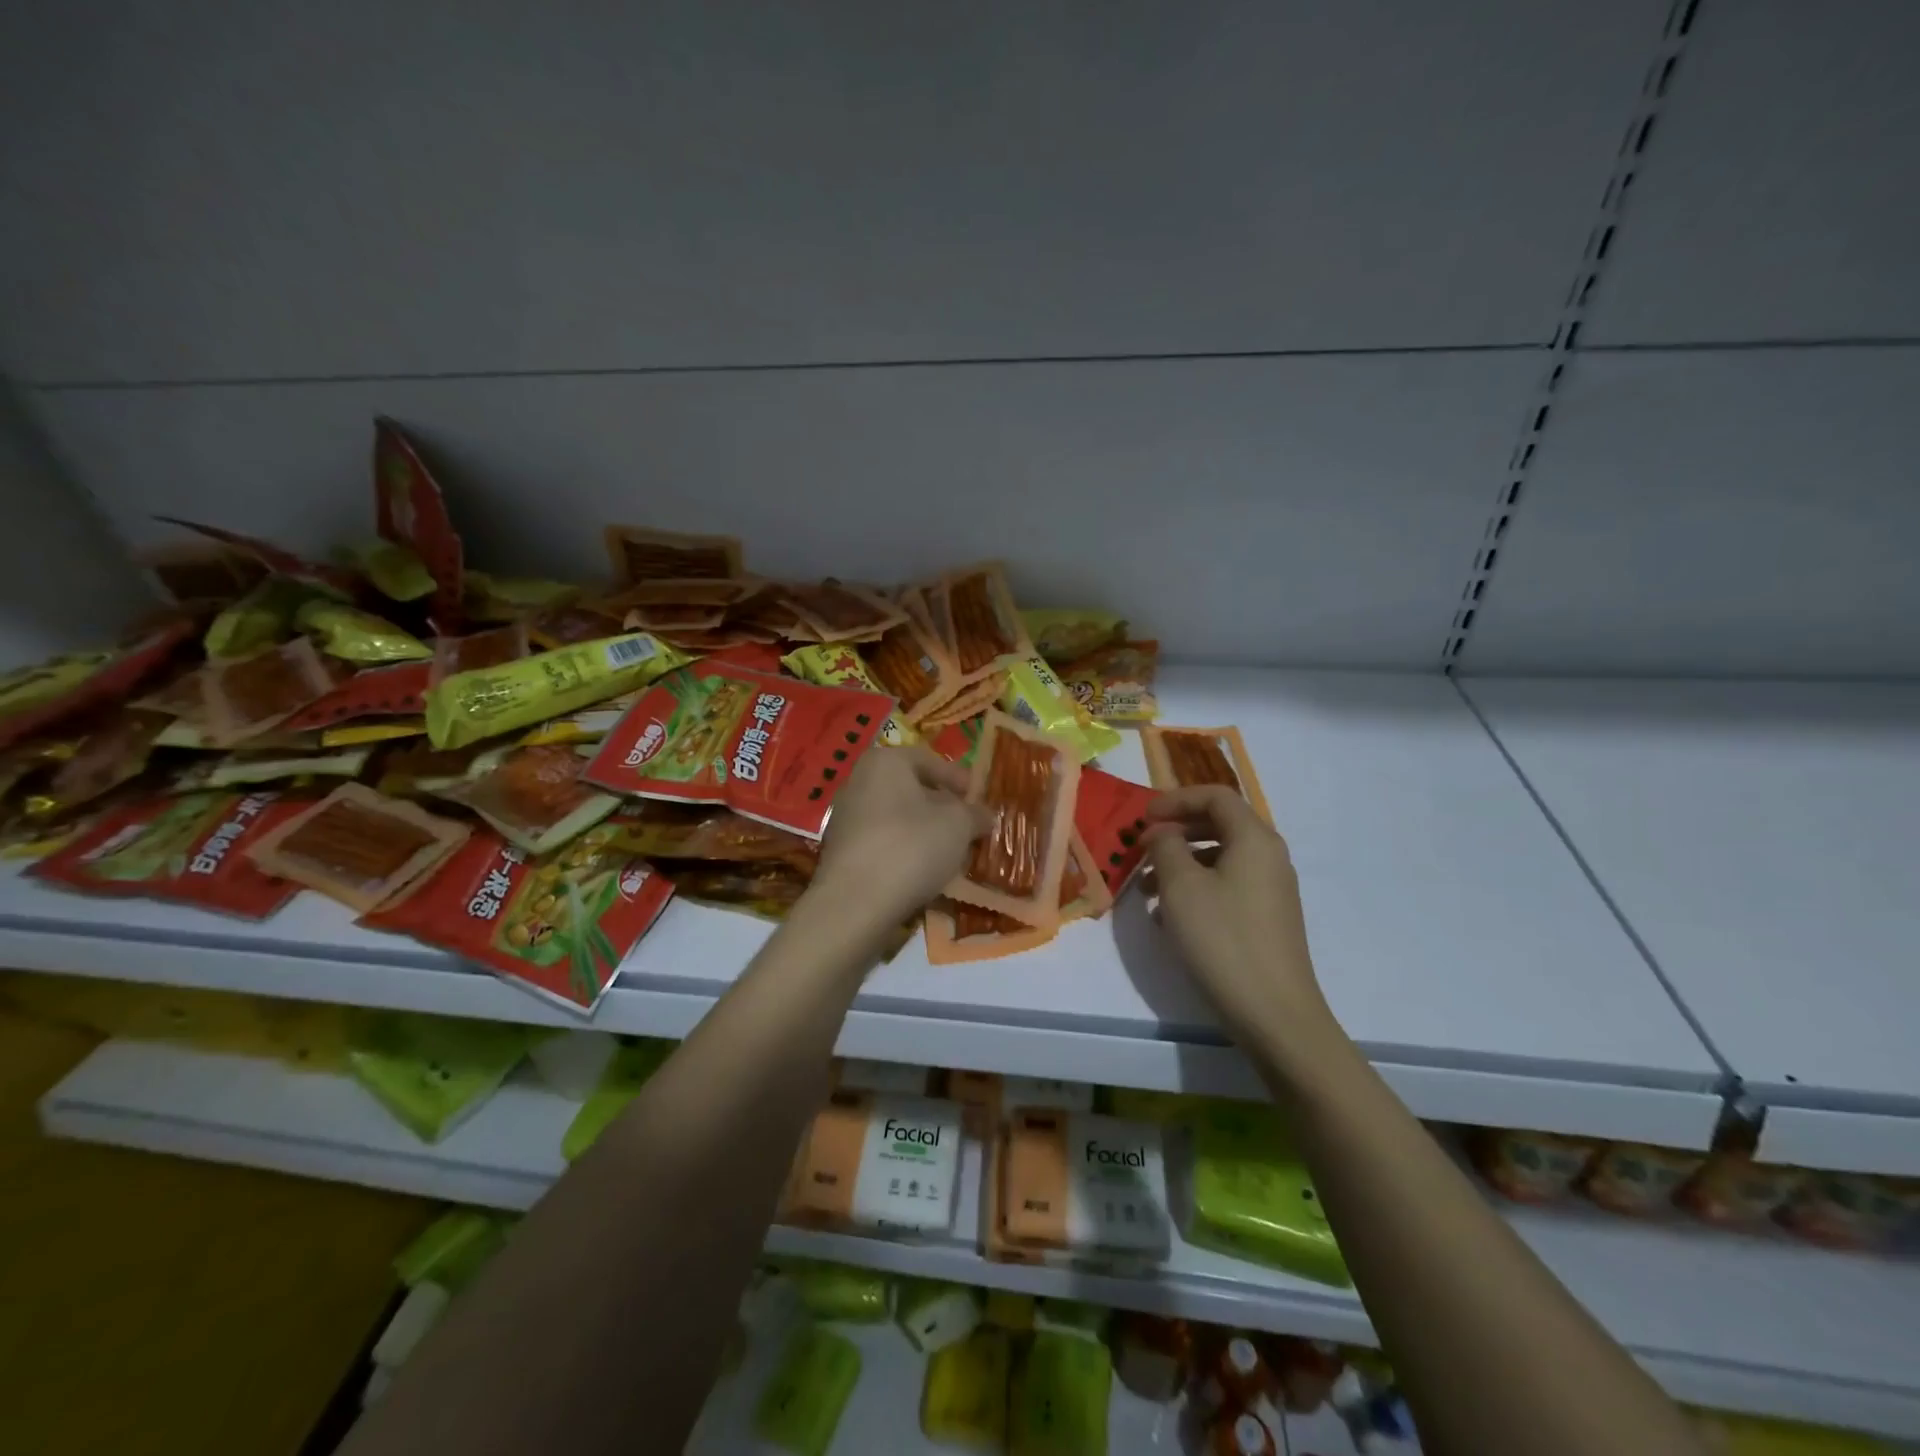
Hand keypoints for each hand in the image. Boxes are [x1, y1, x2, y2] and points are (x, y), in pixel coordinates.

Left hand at [814, 747, 990, 922]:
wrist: (855, 902)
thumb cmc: (911, 846)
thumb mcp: (958, 825)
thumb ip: (975, 813)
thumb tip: (984, 815)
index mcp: (884, 762)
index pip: (929, 760)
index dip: (958, 778)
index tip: (978, 799)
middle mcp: (859, 781)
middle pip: (910, 788)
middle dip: (941, 806)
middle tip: (968, 826)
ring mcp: (845, 817)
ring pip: (896, 816)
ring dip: (924, 831)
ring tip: (950, 852)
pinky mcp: (841, 850)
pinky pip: (882, 841)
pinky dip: (904, 850)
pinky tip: (922, 870)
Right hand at [1144, 786, 1337, 1048]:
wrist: (1274, 1013)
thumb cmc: (1222, 939)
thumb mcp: (1181, 886)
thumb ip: (1165, 847)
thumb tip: (1162, 833)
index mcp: (1254, 839)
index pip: (1215, 796)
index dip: (1175, 800)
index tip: (1142, 819)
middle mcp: (1269, 856)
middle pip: (1219, 824)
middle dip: (1176, 831)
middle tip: (1142, 849)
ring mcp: (1271, 889)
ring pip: (1220, 858)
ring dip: (1181, 862)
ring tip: (1146, 888)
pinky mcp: (1267, 918)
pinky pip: (1227, 885)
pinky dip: (1196, 888)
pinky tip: (1170, 916)